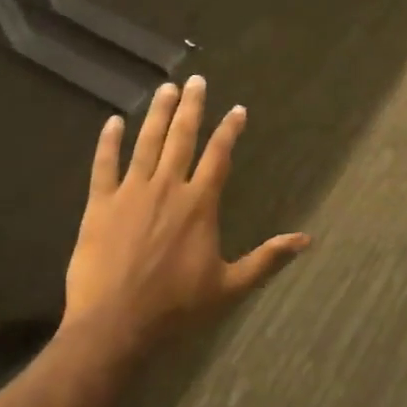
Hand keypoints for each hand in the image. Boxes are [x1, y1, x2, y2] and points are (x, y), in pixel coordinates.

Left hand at [64, 77, 308, 349]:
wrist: (114, 327)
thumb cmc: (176, 308)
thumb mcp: (229, 286)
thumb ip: (267, 258)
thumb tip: (307, 239)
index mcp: (199, 204)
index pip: (219, 155)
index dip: (229, 130)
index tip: (238, 109)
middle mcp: (167, 188)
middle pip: (182, 137)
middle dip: (192, 107)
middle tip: (197, 80)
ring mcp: (131, 193)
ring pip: (146, 143)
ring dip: (158, 114)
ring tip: (165, 89)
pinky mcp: (99, 206)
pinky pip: (104, 166)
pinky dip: (108, 143)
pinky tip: (113, 121)